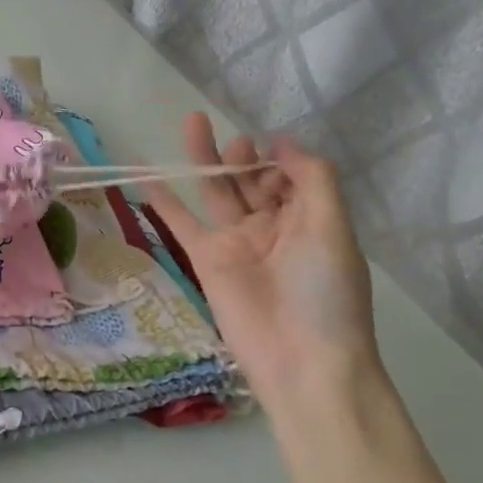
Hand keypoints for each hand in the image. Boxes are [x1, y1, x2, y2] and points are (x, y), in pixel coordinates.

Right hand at [145, 113, 381, 409]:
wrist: (300, 358)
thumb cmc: (325, 291)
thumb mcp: (332, 228)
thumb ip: (312, 178)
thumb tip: (281, 142)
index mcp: (310, 219)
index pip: (291, 176)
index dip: (280, 158)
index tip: (270, 146)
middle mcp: (272, 226)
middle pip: (251, 179)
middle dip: (241, 153)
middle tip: (231, 136)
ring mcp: (236, 242)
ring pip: (216, 192)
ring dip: (205, 160)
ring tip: (192, 124)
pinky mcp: (206, 259)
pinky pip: (182, 224)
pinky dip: (166, 204)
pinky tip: (149, 179)